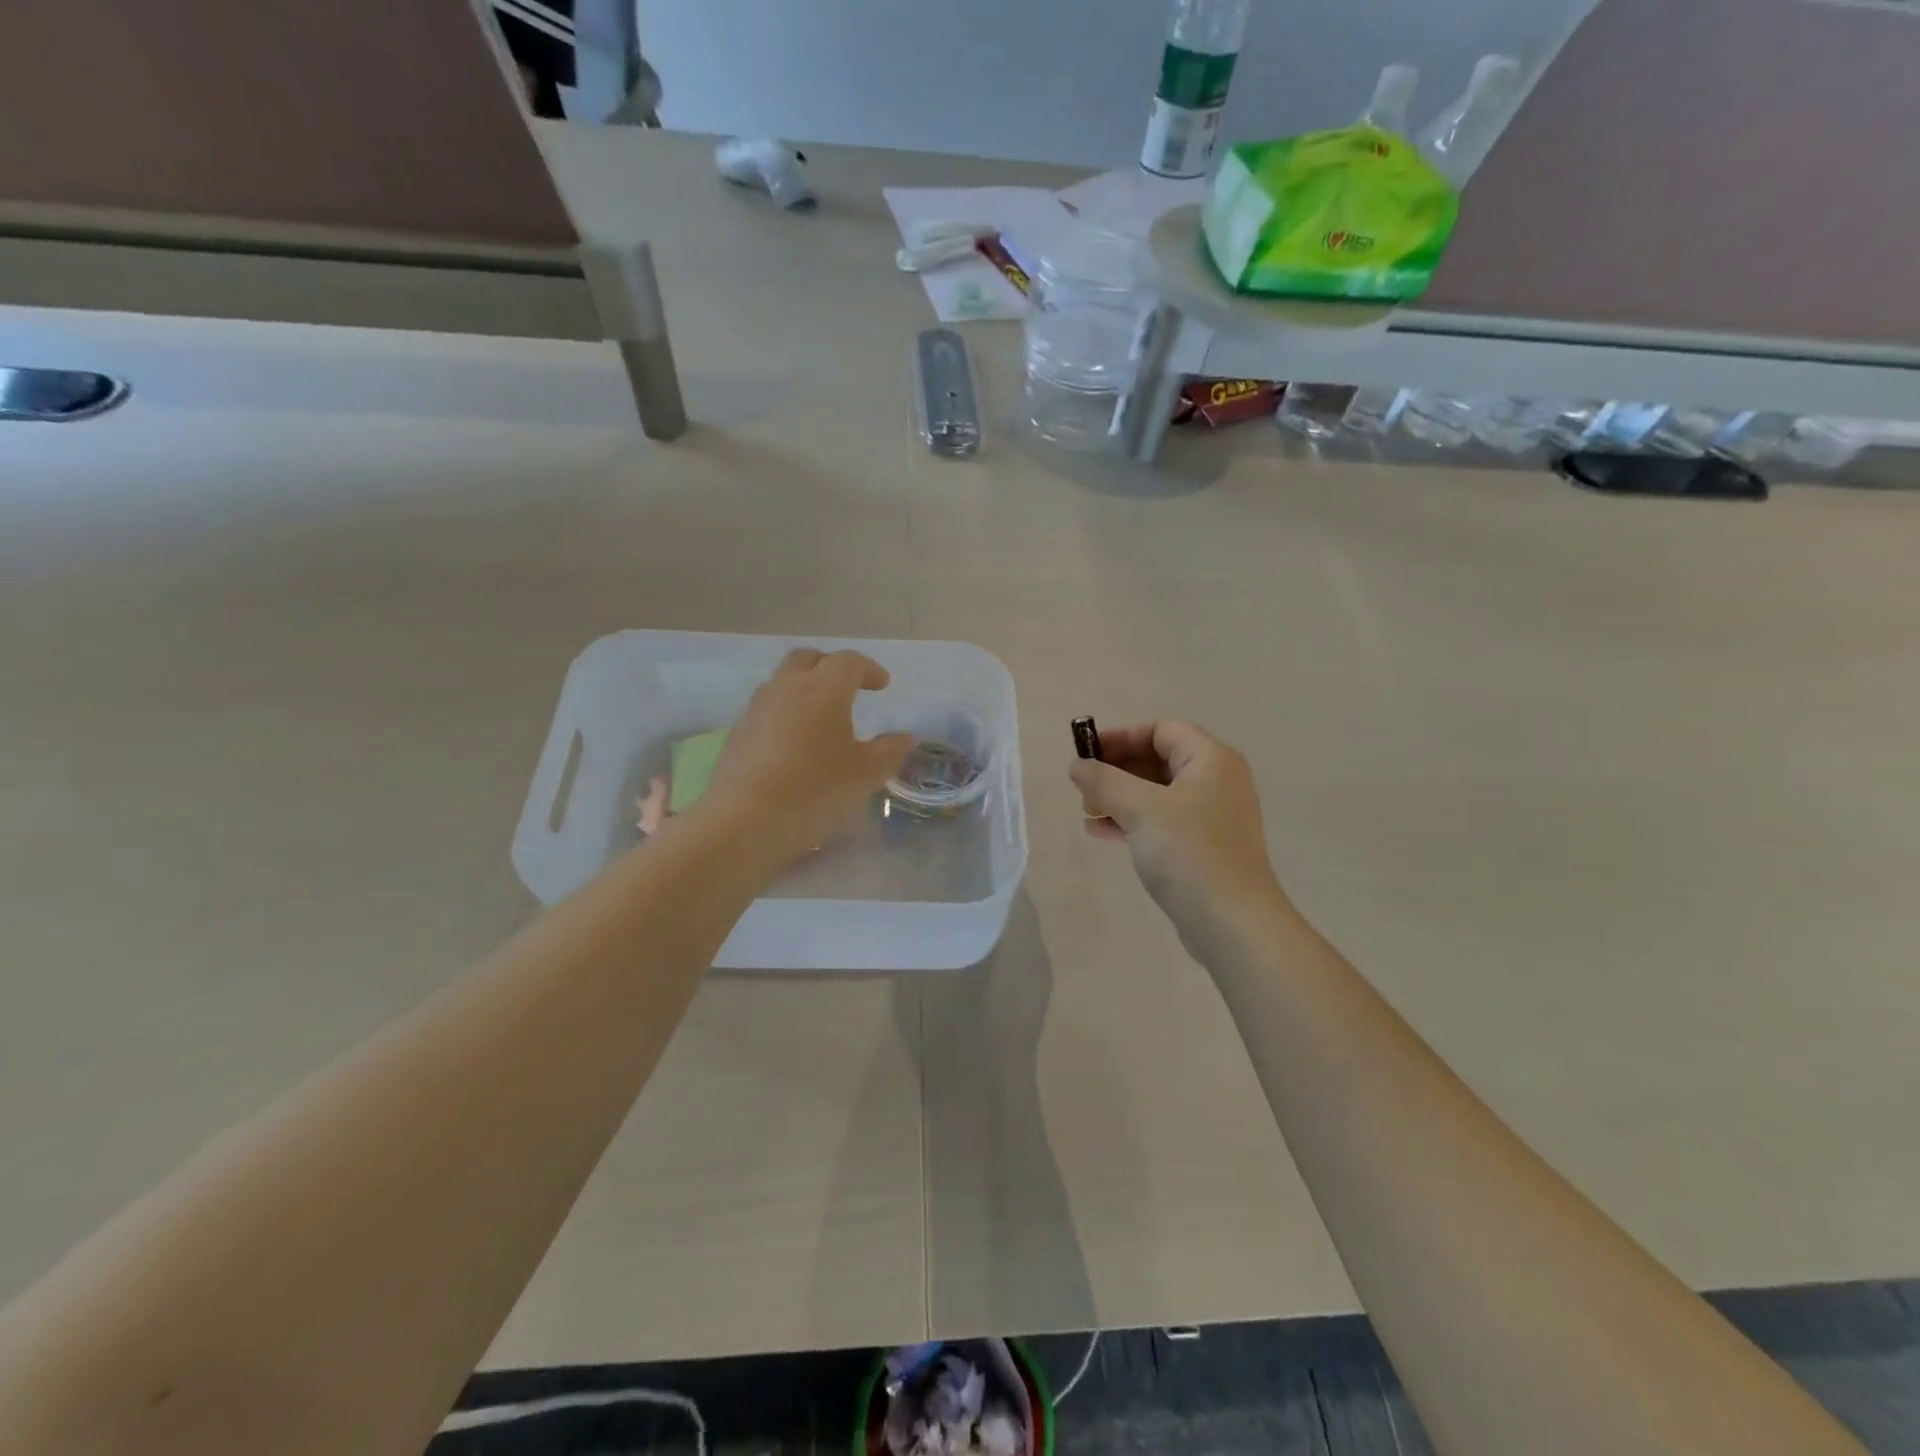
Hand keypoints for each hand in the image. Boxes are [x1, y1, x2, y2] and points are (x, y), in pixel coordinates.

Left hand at [697, 649, 913, 869]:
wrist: (744, 822)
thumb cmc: (815, 790)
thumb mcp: (866, 774)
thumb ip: (890, 751)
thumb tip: (905, 737)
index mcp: (824, 688)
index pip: (849, 662)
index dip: (869, 669)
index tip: (882, 685)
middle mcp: (787, 687)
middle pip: (809, 659)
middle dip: (831, 667)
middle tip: (848, 688)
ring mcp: (757, 708)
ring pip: (783, 682)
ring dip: (805, 689)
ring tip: (822, 717)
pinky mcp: (738, 733)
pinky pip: (768, 709)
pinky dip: (786, 714)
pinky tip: (795, 743)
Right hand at [1069, 721, 1286, 940]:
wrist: (1231, 922)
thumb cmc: (1188, 852)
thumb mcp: (1140, 809)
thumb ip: (1104, 781)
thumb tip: (1077, 765)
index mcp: (1211, 760)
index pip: (1161, 730)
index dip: (1121, 737)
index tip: (1086, 752)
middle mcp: (1216, 781)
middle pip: (1158, 759)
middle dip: (1117, 770)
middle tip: (1083, 786)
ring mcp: (1211, 816)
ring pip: (1156, 793)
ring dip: (1119, 797)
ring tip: (1086, 811)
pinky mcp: (1203, 847)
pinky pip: (1161, 821)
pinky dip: (1131, 821)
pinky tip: (1100, 832)